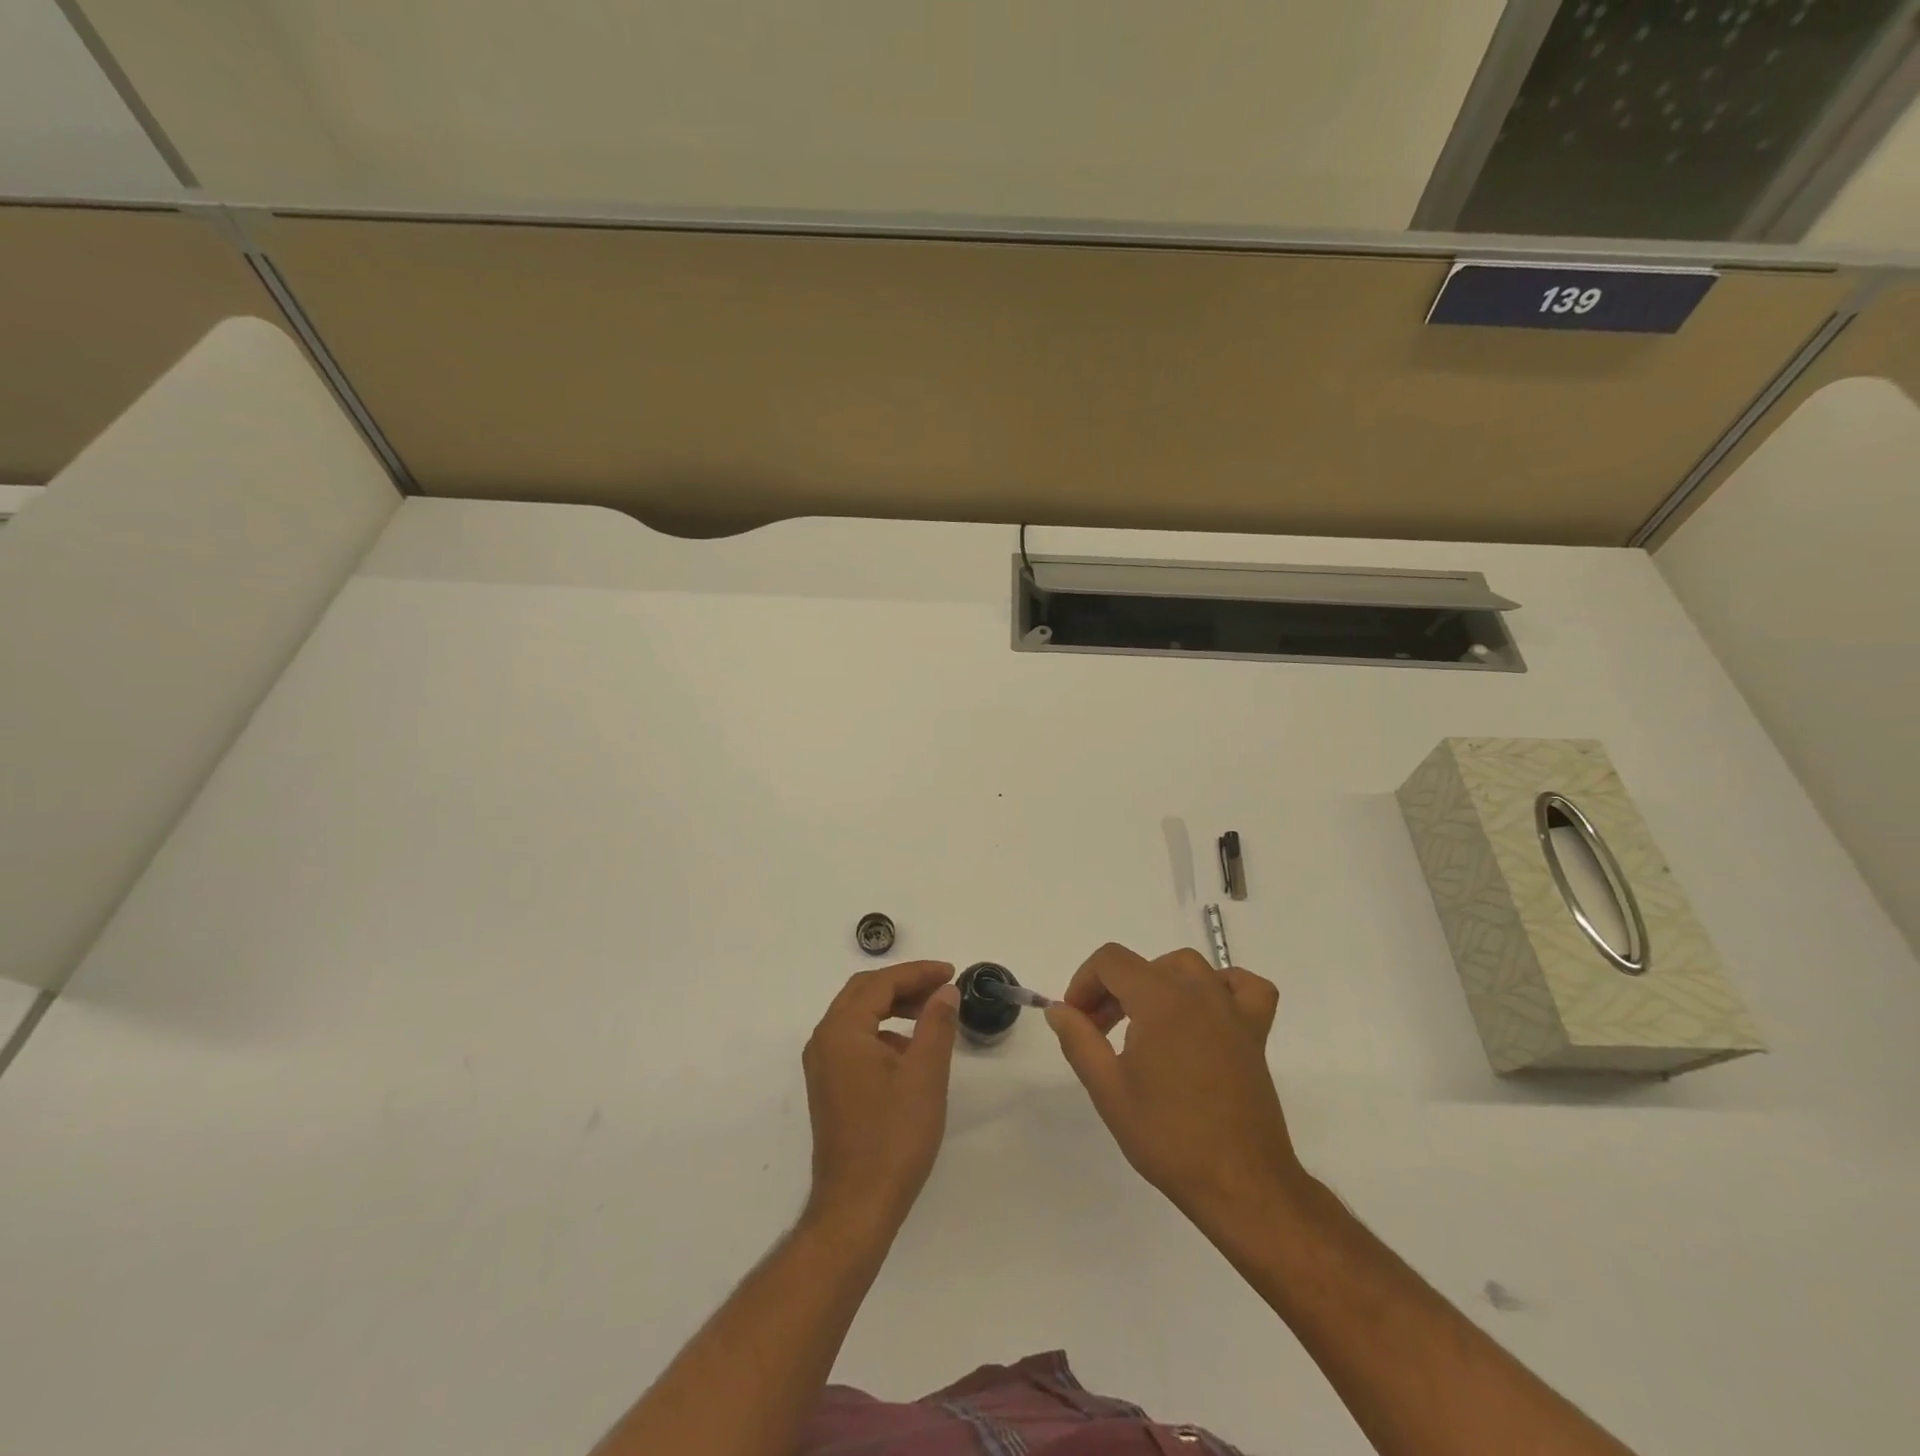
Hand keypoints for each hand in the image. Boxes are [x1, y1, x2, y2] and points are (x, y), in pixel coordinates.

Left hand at [802, 961, 960, 1232]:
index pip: (880, 983)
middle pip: (864, 993)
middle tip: (942, 987)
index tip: (951, 972)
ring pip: (859, 1016)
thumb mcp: (925, 1075)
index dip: (918, 973)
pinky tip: (910, 1051)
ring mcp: (823, 1065)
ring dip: (894, 1007)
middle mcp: (824, 1040)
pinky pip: (856, 1040)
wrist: (857, 1206)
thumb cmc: (893, 1137)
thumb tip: (945, 991)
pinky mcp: (829, 1086)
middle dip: (904, 984)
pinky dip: (884, 1032)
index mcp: (842, 1030)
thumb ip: (936, 1024)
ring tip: (932, 1014)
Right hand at [1046, 943, 1303, 1221]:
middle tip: (1100, 1032)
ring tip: (1145, 1022)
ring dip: (1157, 983)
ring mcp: (1231, 1010)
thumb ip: (1079, 1040)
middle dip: (1113, 990)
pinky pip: (1245, 987)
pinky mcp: (1255, 1034)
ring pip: (1188, 968)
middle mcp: (1197, 992)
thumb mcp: (1108, 1090)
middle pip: (1144, 965)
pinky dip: (1223, 987)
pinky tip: (1206, 1012)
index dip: (1084, 982)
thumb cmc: (1168, 1137)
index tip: (1077, 1020)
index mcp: (1159, 999)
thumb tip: (1059, 1010)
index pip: (1111, 961)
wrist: (1239, 1183)